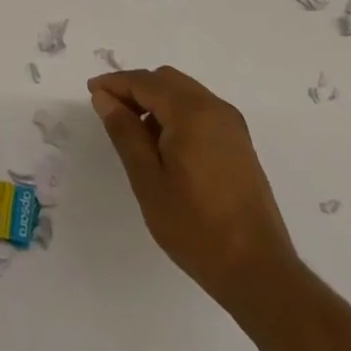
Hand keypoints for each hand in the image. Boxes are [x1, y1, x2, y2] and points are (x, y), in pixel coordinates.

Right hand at [89, 67, 297, 314]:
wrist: (259, 271)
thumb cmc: (196, 227)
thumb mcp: (148, 180)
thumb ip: (124, 132)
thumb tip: (104, 97)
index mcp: (192, 112)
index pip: (144, 82)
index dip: (114, 83)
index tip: (91, 93)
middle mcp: (215, 108)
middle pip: (166, 80)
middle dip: (135, 89)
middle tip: (111, 113)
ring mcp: (232, 125)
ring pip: (184, 93)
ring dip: (156, 101)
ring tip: (135, 134)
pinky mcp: (239, 143)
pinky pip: (200, 110)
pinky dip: (176, 114)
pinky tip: (165, 146)